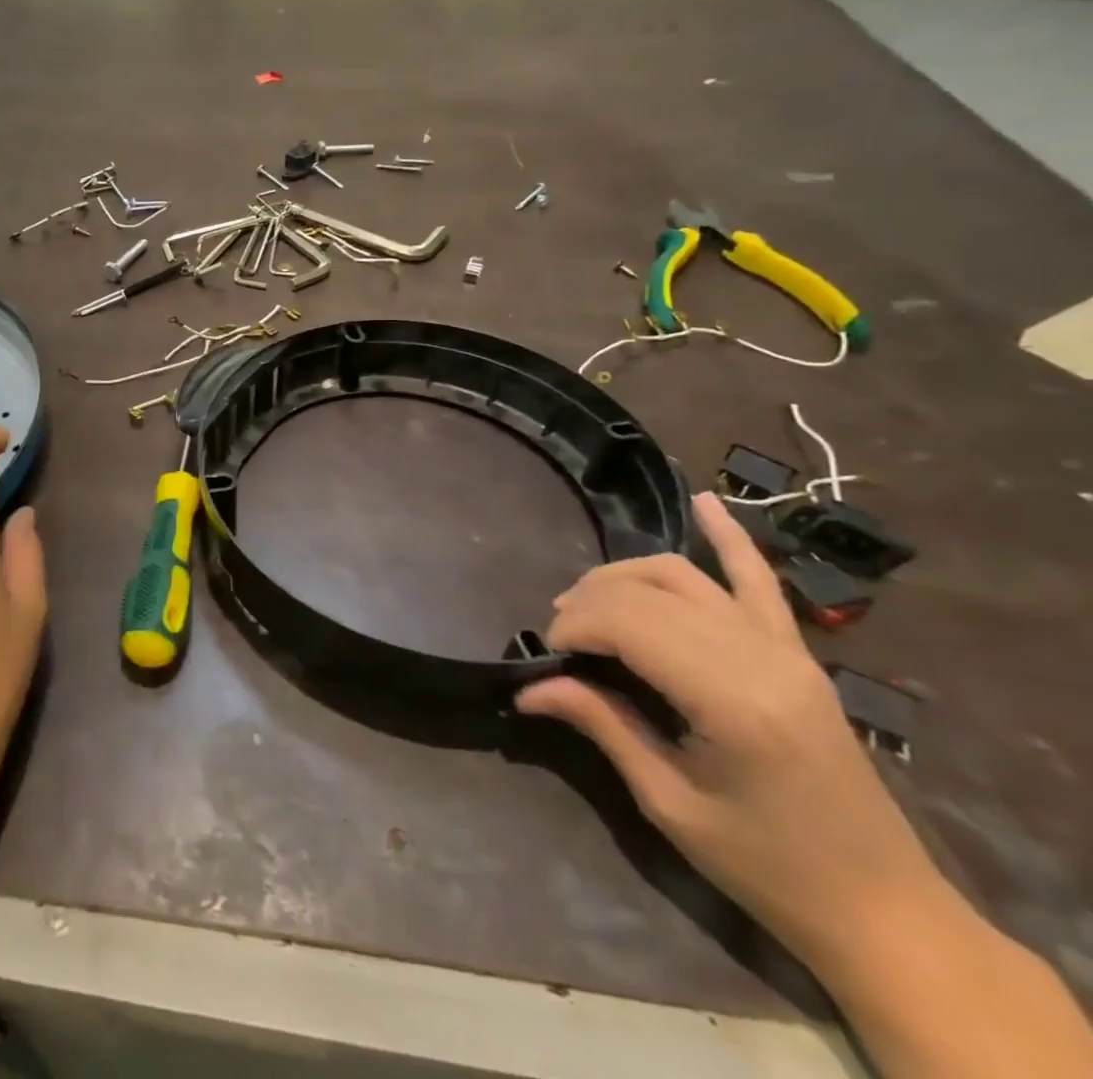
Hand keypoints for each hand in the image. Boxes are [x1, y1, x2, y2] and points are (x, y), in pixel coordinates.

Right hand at [516, 492, 941, 968]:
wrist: (881, 907)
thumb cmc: (766, 865)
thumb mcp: (670, 803)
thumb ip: (602, 726)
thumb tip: (528, 687)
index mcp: (731, 700)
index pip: (629, 622)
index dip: (574, 626)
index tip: (547, 656)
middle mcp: (760, 657)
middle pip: (649, 591)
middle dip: (588, 602)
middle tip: (561, 639)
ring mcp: (785, 648)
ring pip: (683, 575)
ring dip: (624, 576)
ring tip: (587, 600)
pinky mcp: (797, 652)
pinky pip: (759, 580)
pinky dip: (731, 538)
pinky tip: (706, 502)